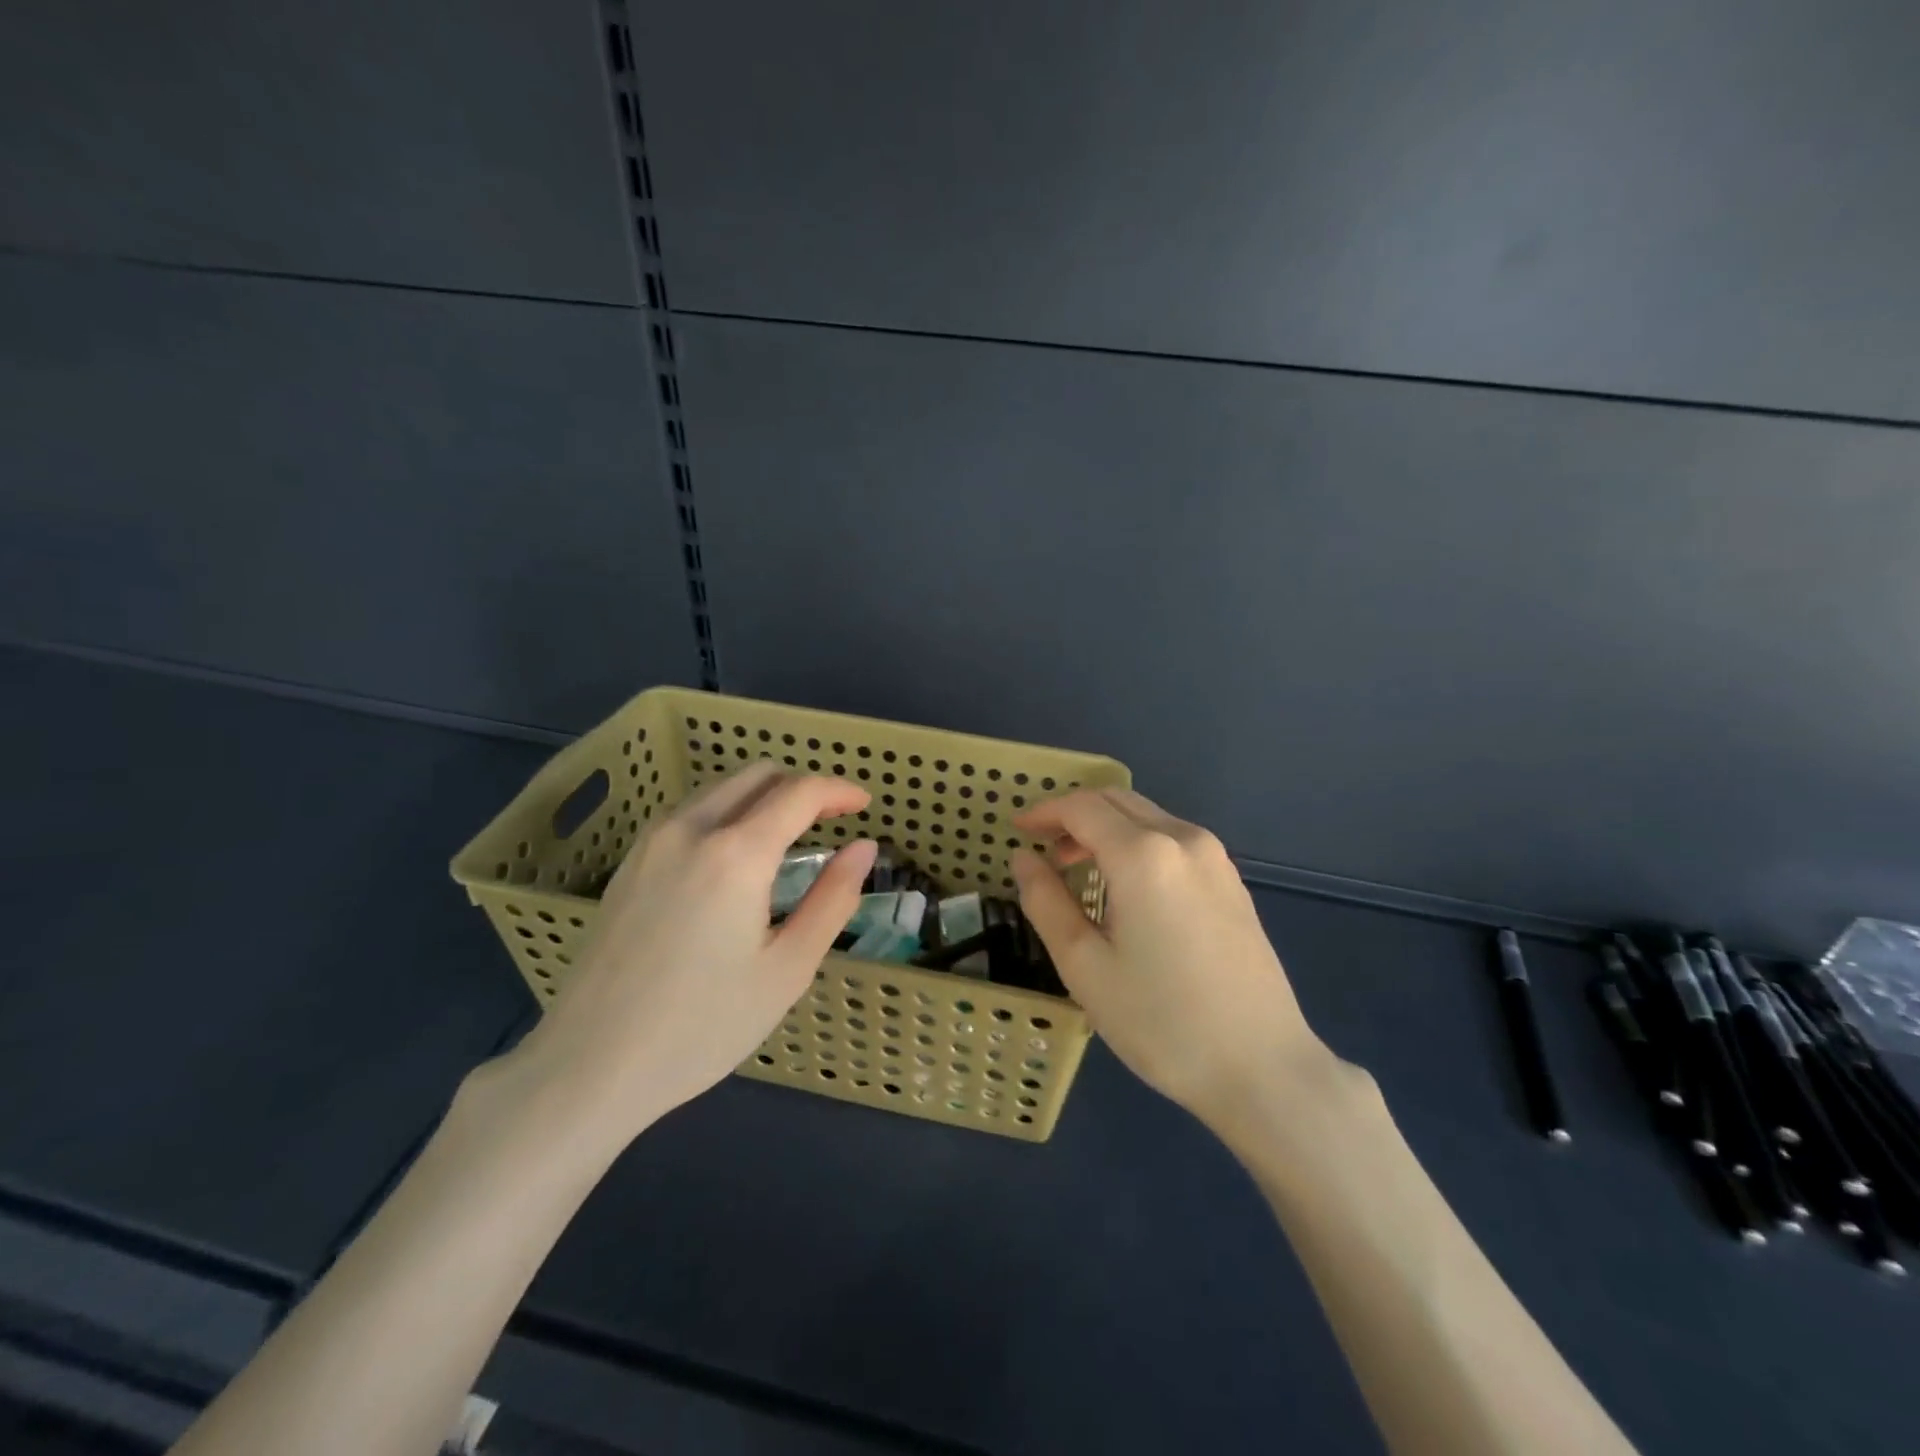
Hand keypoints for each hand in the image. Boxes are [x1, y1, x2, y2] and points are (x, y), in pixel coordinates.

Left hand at [508, 764, 876, 1141]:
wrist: (590, 1065)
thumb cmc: (703, 1025)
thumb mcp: (787, 969)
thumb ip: (832, 899)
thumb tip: (863, 848)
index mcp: (736, 854)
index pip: (799, 793)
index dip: (839, 790)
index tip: (865, 804)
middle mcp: (691, 829)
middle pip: (758, 775)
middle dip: (802, 786)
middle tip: (832, 820)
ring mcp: (652, 842)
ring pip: (721, 788)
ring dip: (763, 796)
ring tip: (789, 838)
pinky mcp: (630, 862)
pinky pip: (690, 812)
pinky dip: (728, 812)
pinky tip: (736, 858)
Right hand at [1009, 789, 1333, 1129]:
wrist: (1263, 1068)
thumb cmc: (1161, 1020)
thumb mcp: (1084, 965)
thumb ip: (1046, 901)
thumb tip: (1023, 858)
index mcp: (1143, 855)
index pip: (1082, 808)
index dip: (1044, 812)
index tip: (1017, 830)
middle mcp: (1183, 840)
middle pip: (1117, 801)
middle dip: (1074, 816)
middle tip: (1044, 851)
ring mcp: (1215, 859)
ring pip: (1148, 817)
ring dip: (1107, 829)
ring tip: (1079, 870)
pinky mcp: (1232, 882)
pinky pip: (1173, 840)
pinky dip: (1138, 844)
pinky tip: (1127, 888)